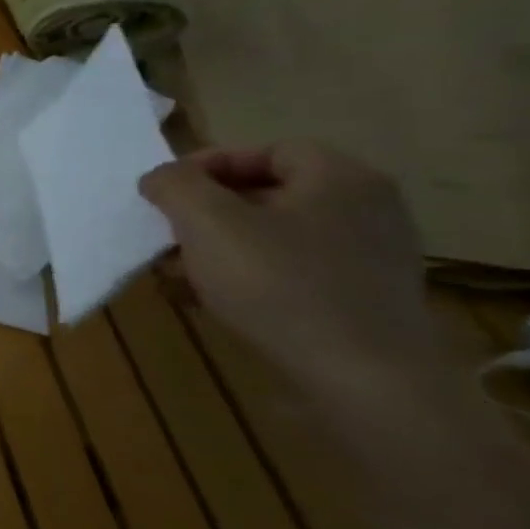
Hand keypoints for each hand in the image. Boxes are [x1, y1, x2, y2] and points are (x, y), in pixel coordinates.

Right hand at [140, 141, 442, 393]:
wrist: (360, 378)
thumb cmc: (278, 285)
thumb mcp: (206, 223)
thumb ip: (174, 186)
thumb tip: (160, 178)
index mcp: (340, 178)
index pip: (265, 150)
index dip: (208, 165)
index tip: (164, 193)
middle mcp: (365, 208)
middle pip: (268, 194)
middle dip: (206, 213)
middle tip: (166, 235)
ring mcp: (369, 256)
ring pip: (274, 236)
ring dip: (219, 248)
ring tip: (179, 273)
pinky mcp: (360, 298)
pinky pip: (291, 271)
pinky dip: (247, 277)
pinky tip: (212, 301)